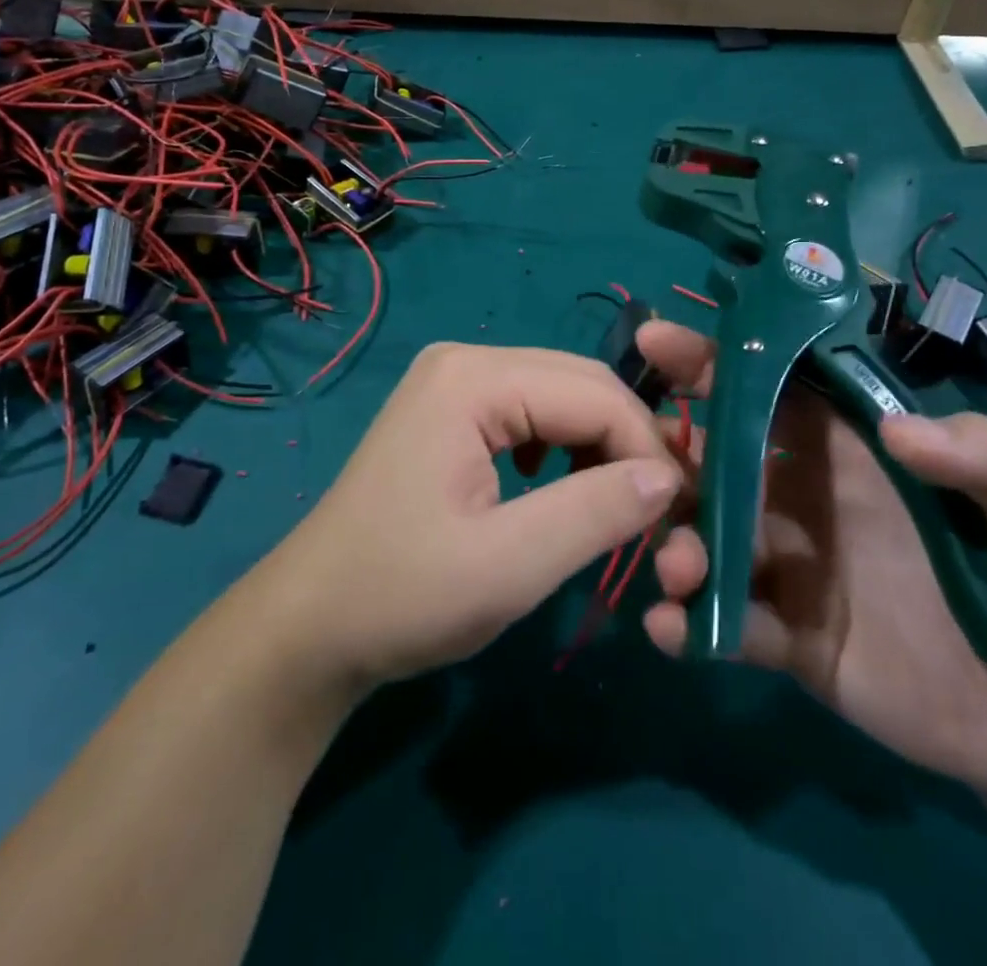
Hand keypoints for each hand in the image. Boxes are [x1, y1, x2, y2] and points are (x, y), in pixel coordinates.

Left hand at [256, 342, 681, 699]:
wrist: (309, 626)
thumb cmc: (401, 596)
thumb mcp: (510, 565)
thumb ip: (597, 512)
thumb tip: (670, 477)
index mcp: (473, 378)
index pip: (595, 393)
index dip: (647, 449)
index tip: (677, 515)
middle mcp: (465, 360)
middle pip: (581, 384)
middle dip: (627, 443)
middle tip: (656, 513)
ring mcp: (453, 381)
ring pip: (560, 397)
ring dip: (598, 446)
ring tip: (613, 506)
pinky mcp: (449, 410)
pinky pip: (530, 413)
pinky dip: (562, 448)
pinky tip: (557, 488)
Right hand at [638, 321, 986, 806]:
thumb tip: (899, 432)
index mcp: (852, 450)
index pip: (774, 388)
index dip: (718, 359)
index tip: (659, 341)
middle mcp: (804, 496)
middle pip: (719, 457)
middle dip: (670, 450)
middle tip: (638, 456)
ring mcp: (791, 566)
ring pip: (710, 537)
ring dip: (679, 541)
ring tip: (682, 566)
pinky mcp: (788, 637)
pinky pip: (729, 624)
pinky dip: (692, 625)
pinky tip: (672, 630)